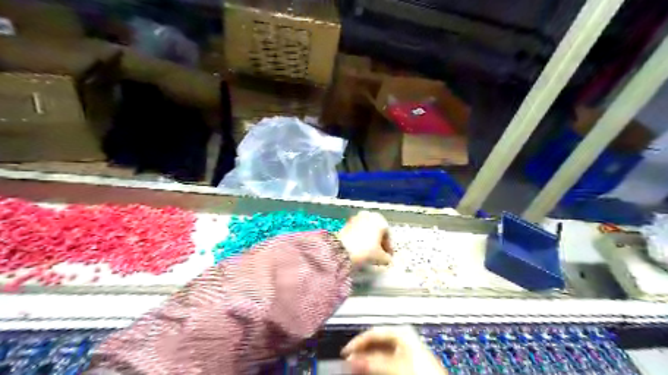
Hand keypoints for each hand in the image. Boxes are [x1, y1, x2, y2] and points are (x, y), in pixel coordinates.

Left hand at [340, 212, 391, 267]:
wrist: (343, 250)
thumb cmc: (366, 251)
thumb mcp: (381, 258)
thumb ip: (387, 258)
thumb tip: (387, 259)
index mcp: (380, 220)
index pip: (387, 235)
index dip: (388, 247)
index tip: (387, 257)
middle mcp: (369, 215)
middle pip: (377, 230)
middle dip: (378, 242)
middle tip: (379, 253)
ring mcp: (356, 217)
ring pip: (366, 229)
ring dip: (369, 239)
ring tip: (368, 251)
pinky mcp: (346, 222)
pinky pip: (357, 230)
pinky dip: (359, 237)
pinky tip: (359, 247)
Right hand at [341, 325, 444, 374]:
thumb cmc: (425, 370)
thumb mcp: (396, 363)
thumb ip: (374, 359)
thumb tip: (354, 356)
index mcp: (402, 331)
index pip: (374, 331)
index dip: (358, 340)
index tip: (346, 351)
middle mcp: (403, 337)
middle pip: (376, 342)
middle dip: (361, 350)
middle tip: (348, 359)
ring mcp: (406, 350)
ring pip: (380, 352)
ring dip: (366, 358)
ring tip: (355, 365)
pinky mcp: (408, 362)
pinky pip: (386, 360)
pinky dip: (375, 364)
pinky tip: (369, 369)